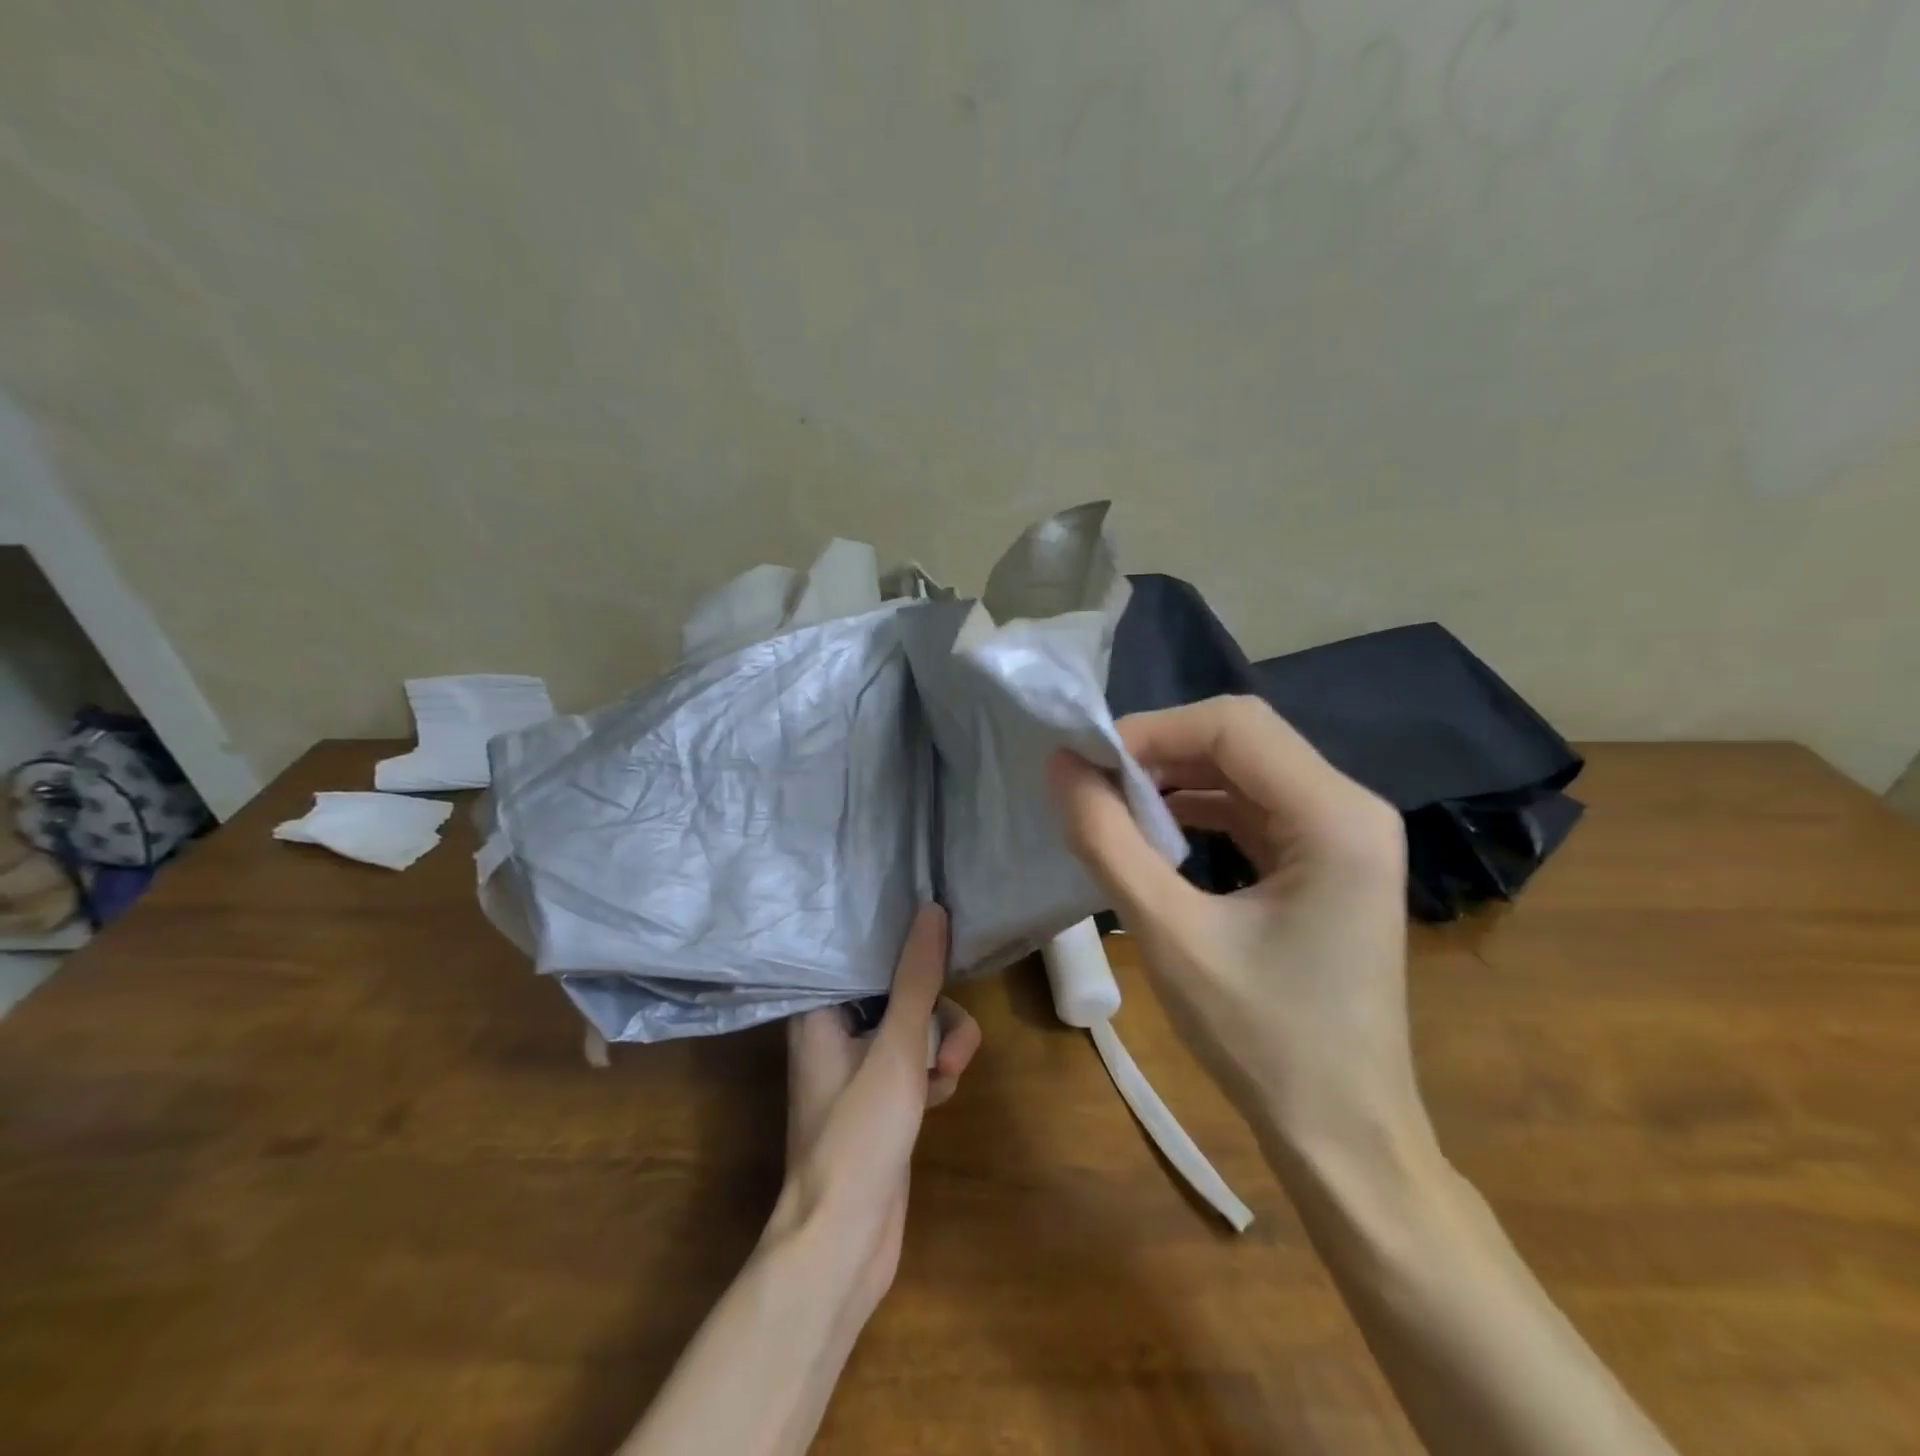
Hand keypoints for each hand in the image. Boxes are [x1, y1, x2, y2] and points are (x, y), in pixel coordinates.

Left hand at [768, 903, 981, 1324]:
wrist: (843, 1242)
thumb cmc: (858, 1135)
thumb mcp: (896, 1048)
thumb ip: (916, 978)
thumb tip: (931, 909)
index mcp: (820, 1010)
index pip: (863, 953)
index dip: (903, 941)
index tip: (940, 931)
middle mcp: (836, 1031)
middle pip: (900, 992)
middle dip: (936, 1016)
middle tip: (952, 1049)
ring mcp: (859, 1066)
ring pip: (916, 1028)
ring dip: (941, 1048)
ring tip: (946, 1079)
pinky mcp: (880, 1097)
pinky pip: (916, 1061)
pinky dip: (933, 1075)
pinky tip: (936, 1102)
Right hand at [1047, 696, 1421, 1157]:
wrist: (1345, 1138)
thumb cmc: (1263, 1041)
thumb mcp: (1170, 935)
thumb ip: (1108, 841)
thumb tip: (1061, 767)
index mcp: (1335, 816)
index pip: (1233, 725)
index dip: (1151, 730)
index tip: (1087, 764)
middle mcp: (1353, 808)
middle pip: (1244, 739)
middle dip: (1161, 750)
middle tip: (1094, 780)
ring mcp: (1347, 835)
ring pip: (1248, 769)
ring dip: (1178, 776)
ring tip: (1115, 802)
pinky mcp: (1330, 862)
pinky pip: (1258, 808)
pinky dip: (1203, 807)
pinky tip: (1158, 830)